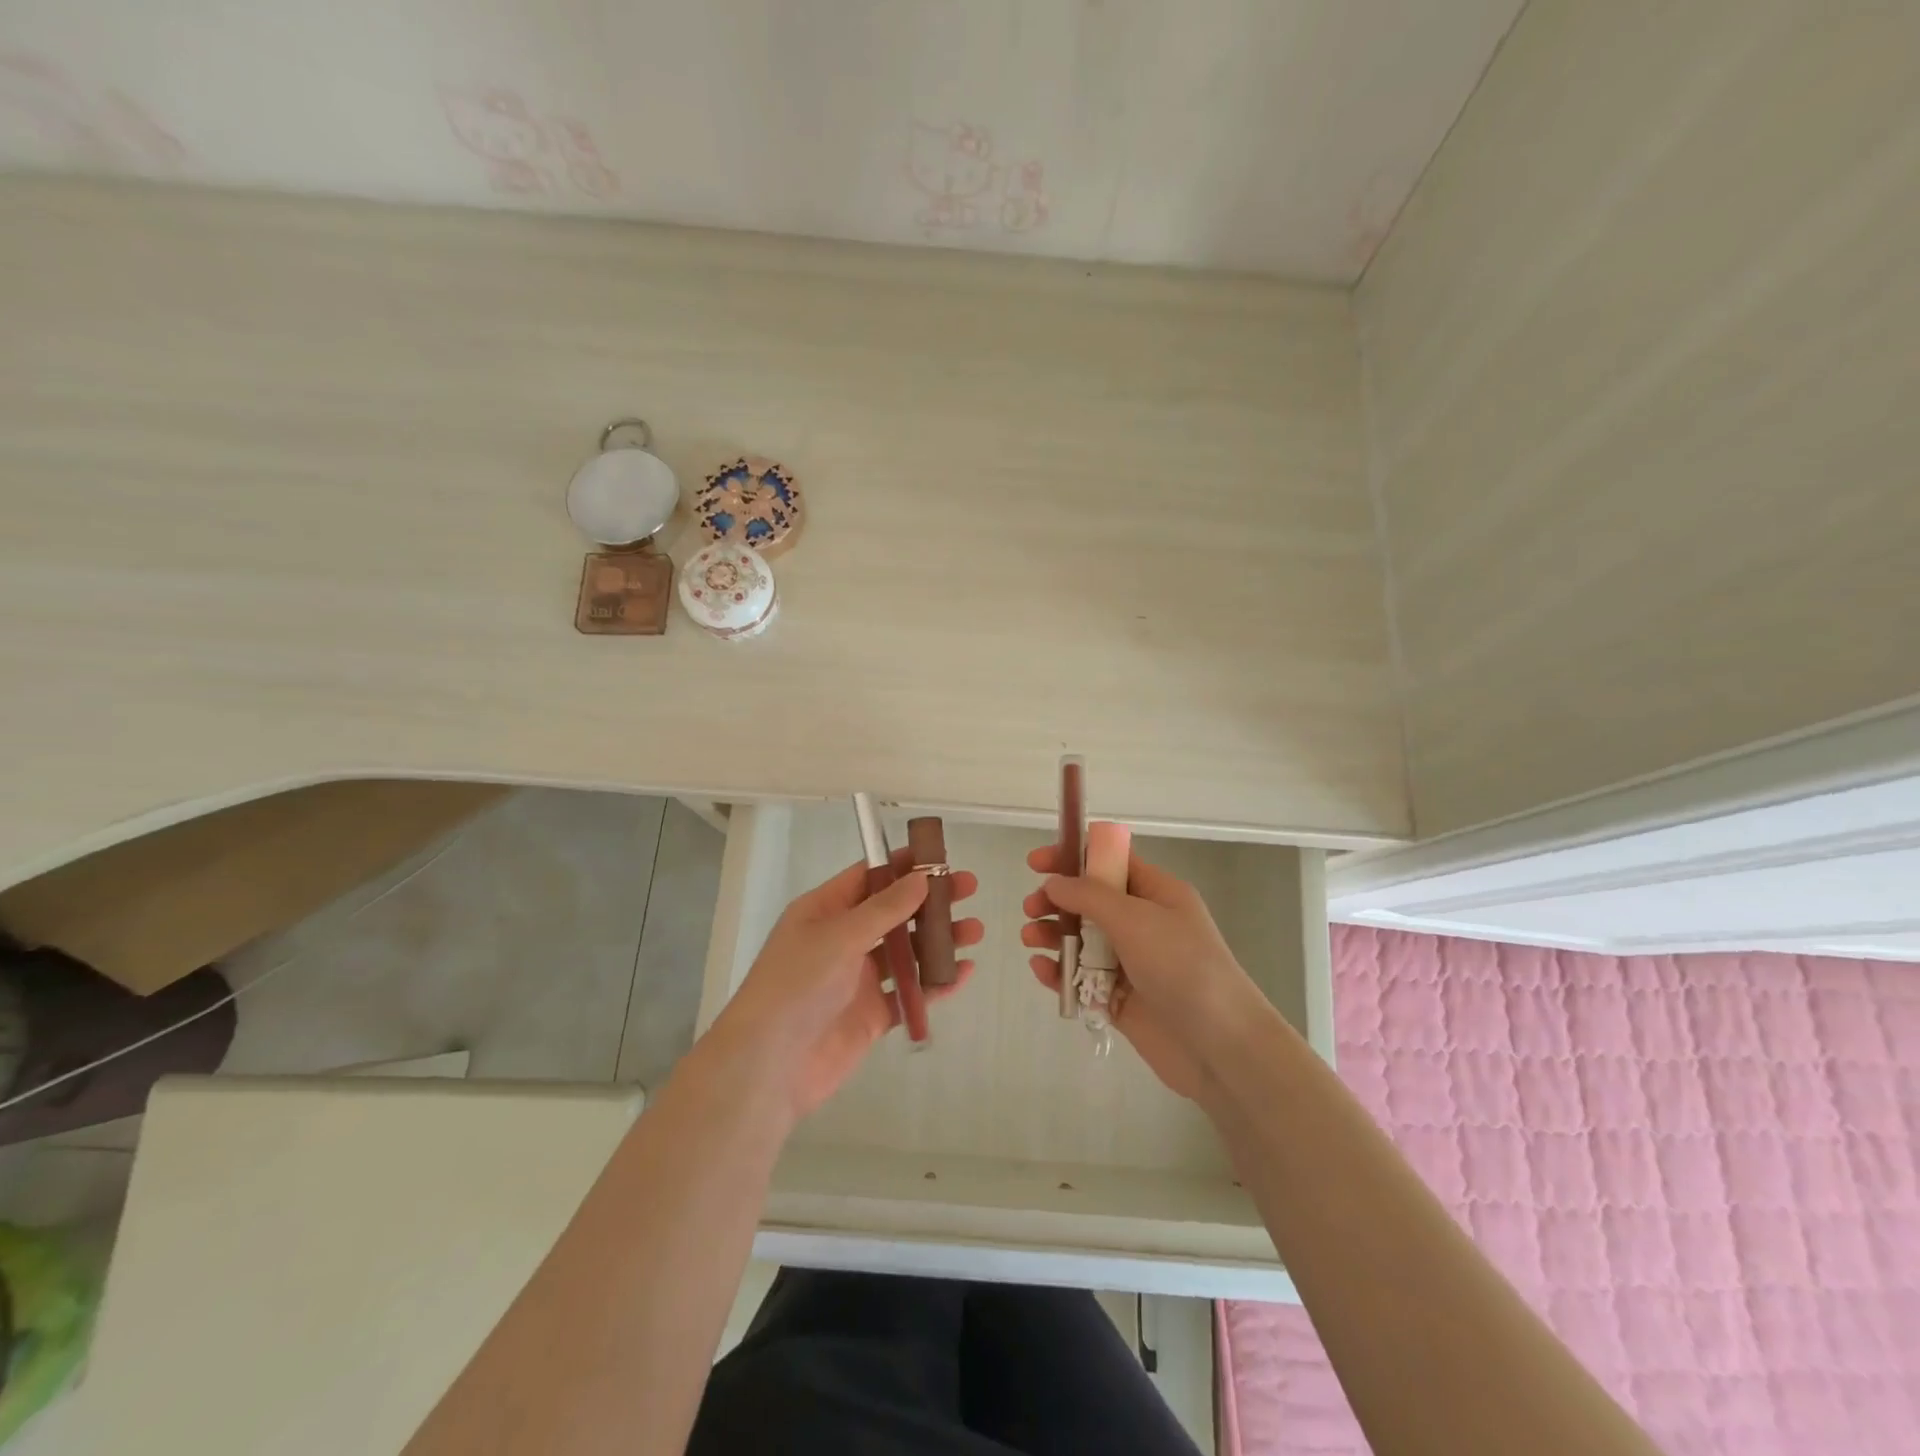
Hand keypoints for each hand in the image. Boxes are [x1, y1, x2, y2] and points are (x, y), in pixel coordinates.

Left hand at [715, 848, 981, 1120]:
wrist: (770, 1065)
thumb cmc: (797, 984)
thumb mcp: (839, 936)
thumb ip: (884, 909)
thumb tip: (921, 878)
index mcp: (824, 912)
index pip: (868, 878)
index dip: (903, 865)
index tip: (940, 857)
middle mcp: (841, 940)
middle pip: (893, 913)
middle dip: (930, 901)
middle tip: (968, 889)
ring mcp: (857, 980)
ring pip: (906, 952)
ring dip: (938, 941)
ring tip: (974, 931)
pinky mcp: (871, 1016)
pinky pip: (909, 993)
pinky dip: (935, 983)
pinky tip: (962, 973)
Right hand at [1021, 834, 1260, 1099]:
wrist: (1218, 1045)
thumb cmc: (1181, 966)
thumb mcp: (1134, 918)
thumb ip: (1088, 896)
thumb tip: (1054, 882)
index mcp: (1156, 894)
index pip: (1109, 862)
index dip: (1072, 857)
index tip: (1036, 863)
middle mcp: (1143, 924)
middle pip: (1089, 902)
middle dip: (1057, 900)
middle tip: (1031, 907)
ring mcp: (1131, 963)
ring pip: (1081, 941)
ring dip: (1053, 935)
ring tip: (1030, 939)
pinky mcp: (1119, 1000)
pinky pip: (1082, 979)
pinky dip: (1060, 972)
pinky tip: (1041, 970)